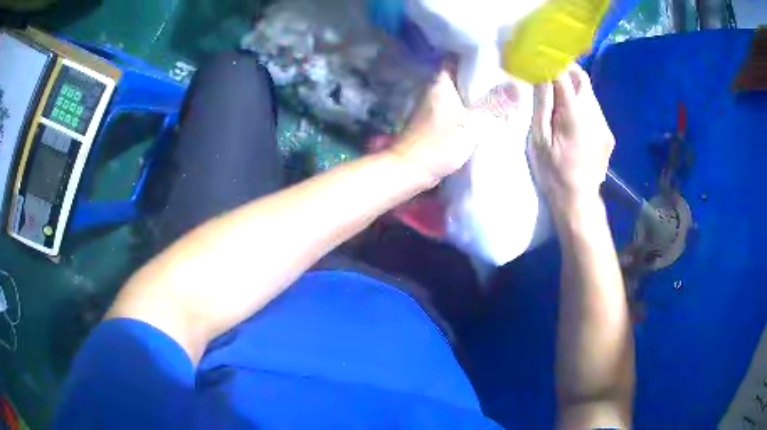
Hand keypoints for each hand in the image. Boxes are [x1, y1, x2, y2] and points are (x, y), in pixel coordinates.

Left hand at [391, 69, 520, 184]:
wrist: (412, 169)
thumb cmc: (440, 142)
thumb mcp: (473, 122)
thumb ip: (494, 104)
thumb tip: (517, 86)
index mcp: (441, 83)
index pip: (457, 59)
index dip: (474, 56)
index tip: (495, 56)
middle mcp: (435, 91)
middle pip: (460, 77)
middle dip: (481, 76)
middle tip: (505, 76)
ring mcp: (434, 108)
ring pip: (460, 95)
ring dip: (476, 95)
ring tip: (501, 93)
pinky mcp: (436, 124)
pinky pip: (458, 110)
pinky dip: (470, 110)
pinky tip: (487, 115)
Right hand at [531, 64, 614, 211]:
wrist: (578, 201)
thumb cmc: (553, 171)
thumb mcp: (539, 139)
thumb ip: (542, 104)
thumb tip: (541, 74)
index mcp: (574, 115)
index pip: (565, 75)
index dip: (552, 63)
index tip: (541, 60)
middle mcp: (594, 115)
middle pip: (582, 80)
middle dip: (566, 73)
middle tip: (550, 79)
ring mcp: (604, 125)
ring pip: (590, 94)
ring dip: (574, 91)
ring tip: (560, 105)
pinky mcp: (608, 134)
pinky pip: (595, 109)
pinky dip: (582, 106)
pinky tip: (573, 122)